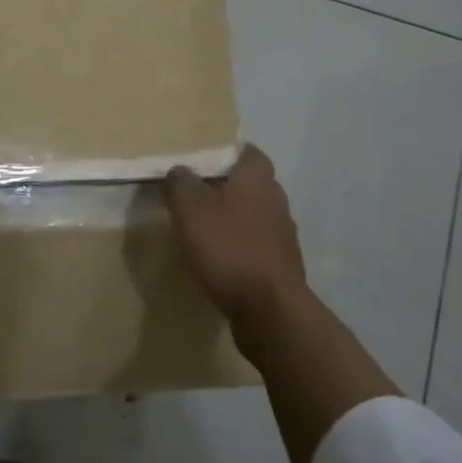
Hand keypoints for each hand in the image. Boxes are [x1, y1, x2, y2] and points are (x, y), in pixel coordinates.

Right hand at [164, 145, 308, 328]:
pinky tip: (218, 259)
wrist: (269, 310)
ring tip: (202, 227)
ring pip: (254, 216)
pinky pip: (256, 246)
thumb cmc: (229, 248)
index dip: (227, 152)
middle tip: (195, 192)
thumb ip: (180, 183)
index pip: (248, 152)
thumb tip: (178, 171)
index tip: (203, 158)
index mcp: (257, 180)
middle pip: (251, 184)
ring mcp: (283, 236)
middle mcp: (276, 201)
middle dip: (226, 186)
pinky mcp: (281, 267)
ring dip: (233, 219)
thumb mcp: (190, 209)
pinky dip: (239, 247)